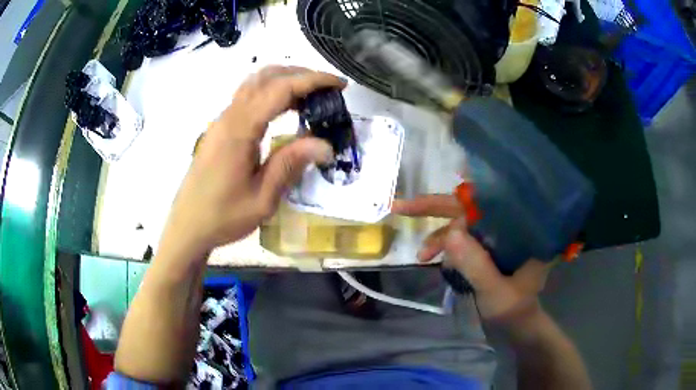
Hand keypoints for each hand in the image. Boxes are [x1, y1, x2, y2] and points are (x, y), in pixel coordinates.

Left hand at [161, 66, 344, 259]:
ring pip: (254, 84)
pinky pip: (247, 98)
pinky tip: (285, 110)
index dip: (312, 81)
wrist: (187, 226)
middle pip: (265, 77)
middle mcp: (228, 117)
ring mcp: (221, 122)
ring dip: (283, 80)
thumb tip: (325, 144)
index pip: (280, 89)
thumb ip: (290, 165)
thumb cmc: (222, 217)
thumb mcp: (262, 198)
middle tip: (327, 89)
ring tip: (310, 96)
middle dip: (300, 74)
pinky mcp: (219, 130)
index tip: (338, 84)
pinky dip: (270, 93)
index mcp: (239, 130)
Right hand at [393, 195, 550, 322]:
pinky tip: (433, 258)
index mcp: (522, 229)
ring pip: (462, 223)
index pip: (490, 203)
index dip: (459, 200)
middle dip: (436, 207)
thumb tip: (451, 233)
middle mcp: (509, 225)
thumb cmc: (513, 310)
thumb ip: (477, 266)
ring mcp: (496, 235)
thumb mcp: (496, 293)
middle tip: (402, 207)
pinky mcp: (486, 246)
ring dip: (439, 235)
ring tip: (422, 256)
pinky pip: (461, 238)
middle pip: (471, 208)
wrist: (515, 324)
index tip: (431, 201)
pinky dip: (444, 245)